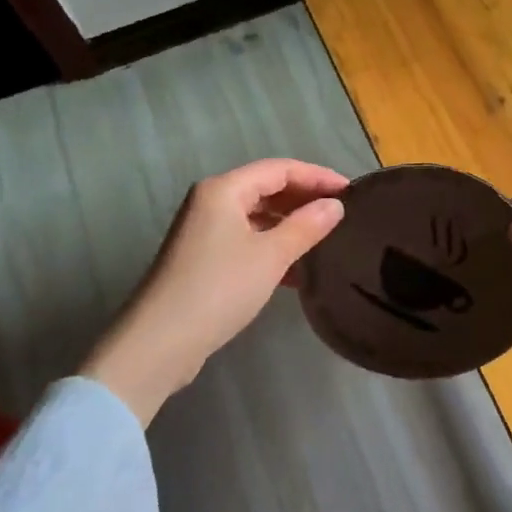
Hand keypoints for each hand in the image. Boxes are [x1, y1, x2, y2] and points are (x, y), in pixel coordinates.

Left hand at [80, 159, 348, 423]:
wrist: (159, 342)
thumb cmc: (219, 289)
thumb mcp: (271, 256)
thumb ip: (306, 226)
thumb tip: (335, 205)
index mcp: (223, 189)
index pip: (279, 169)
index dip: (317, 176)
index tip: (352, 191)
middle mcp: (211, 202)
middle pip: (266, 189)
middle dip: (304, 199)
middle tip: (342, 215)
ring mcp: (204, 231)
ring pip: (257, 217)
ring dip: (290, 225)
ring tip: (325, 240)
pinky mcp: (203, 259)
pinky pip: (246, 240)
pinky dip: (272, 247)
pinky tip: (297, 270)